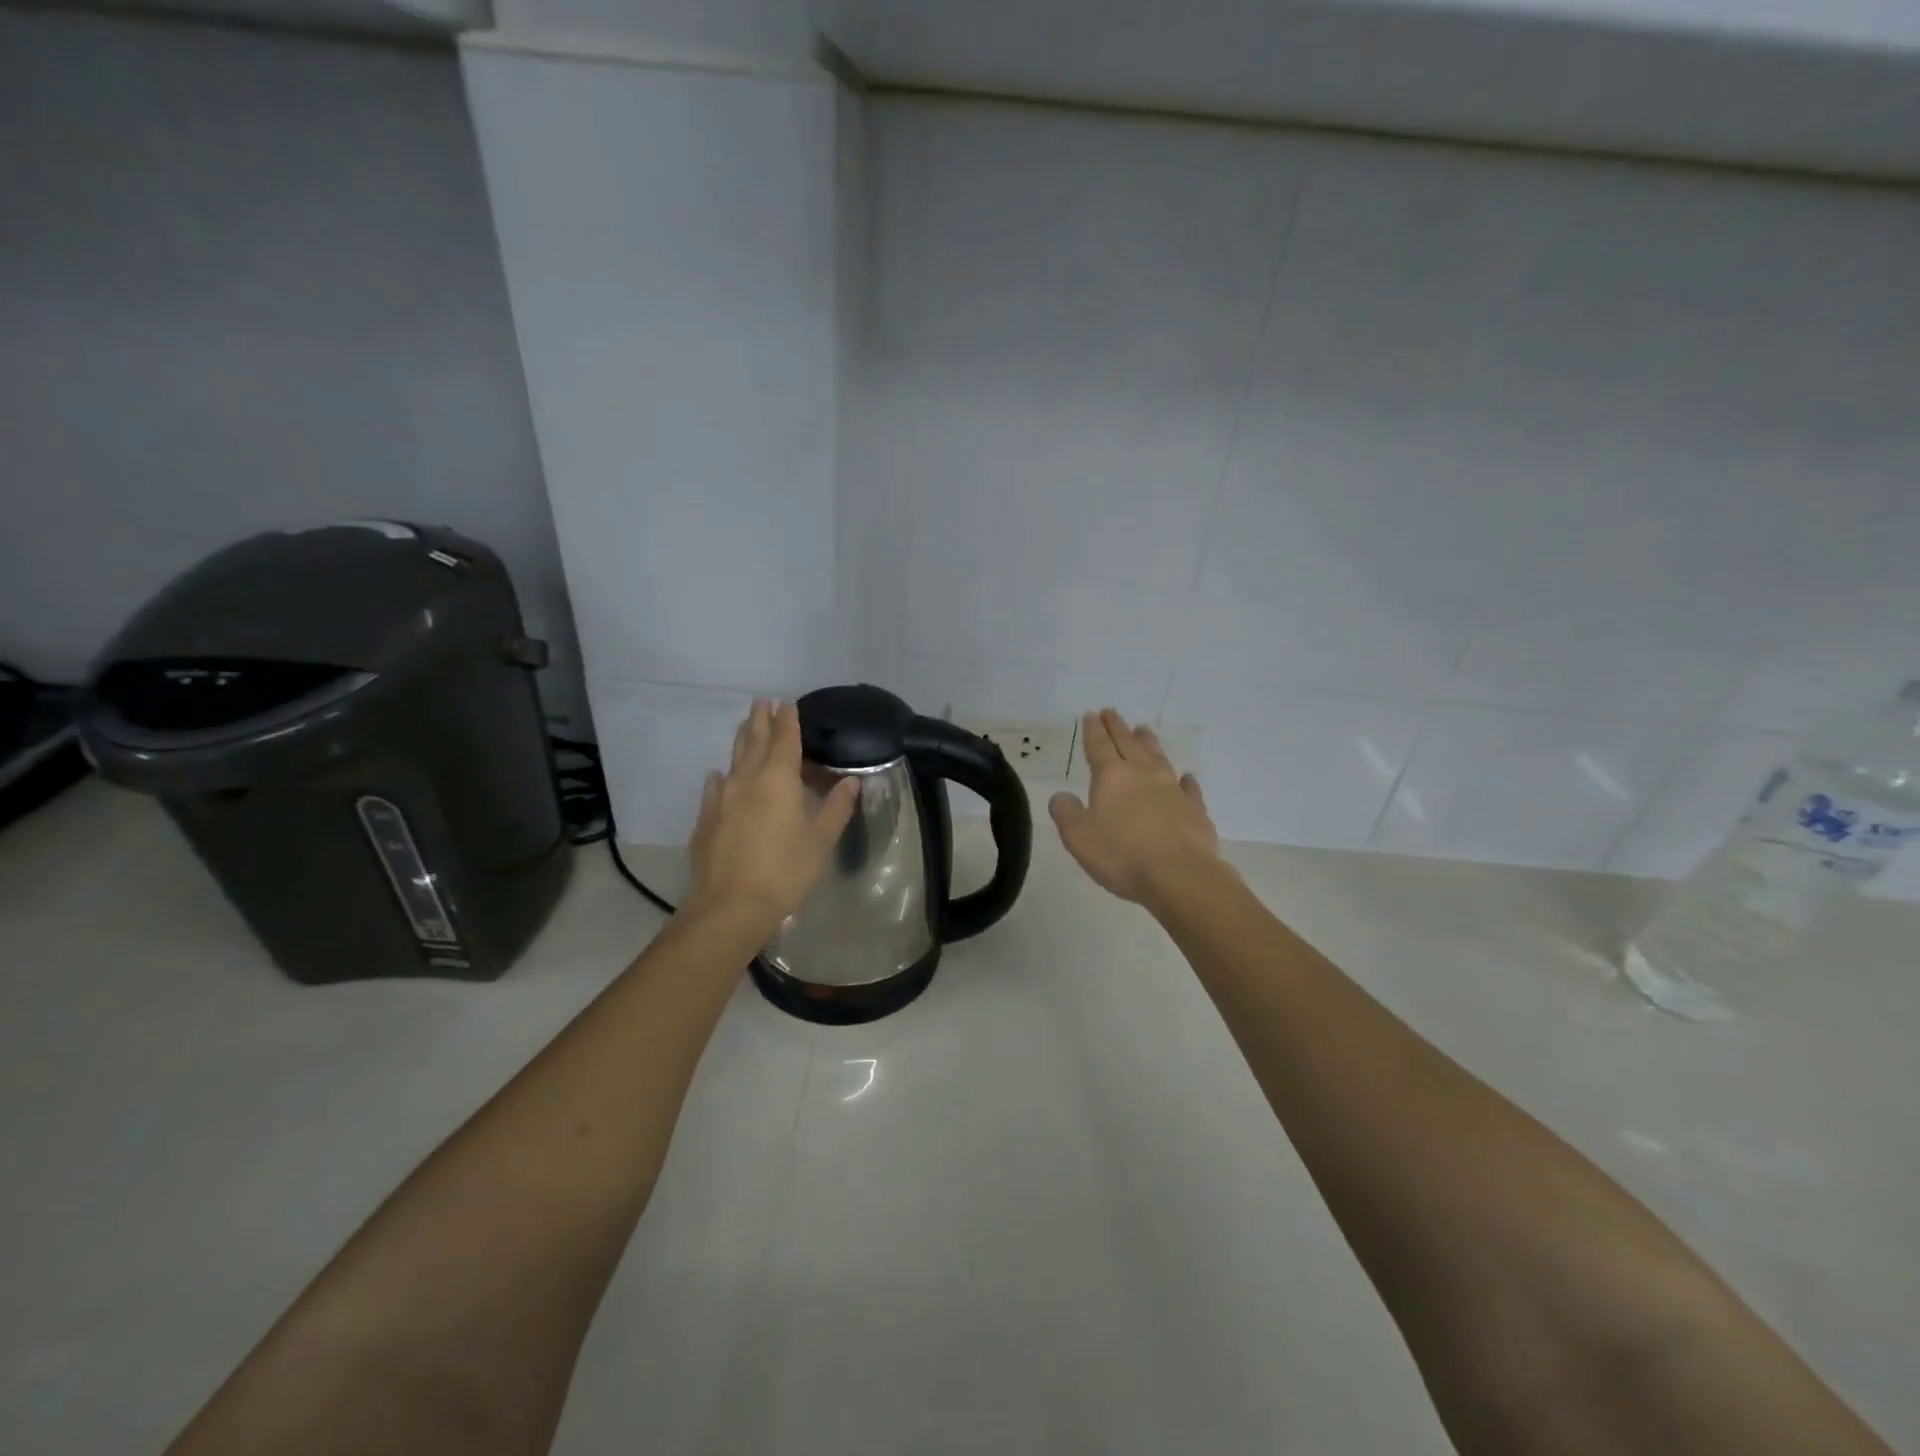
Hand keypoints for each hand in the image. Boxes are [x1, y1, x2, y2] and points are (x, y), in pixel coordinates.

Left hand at [685, 699, 860, 929]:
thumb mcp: (820, 841)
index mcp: (778, 780)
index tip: (787, 703)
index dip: (788, 721)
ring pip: (732, 761)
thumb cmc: (785, 871)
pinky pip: (714, 789)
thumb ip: (836, 807)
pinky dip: (721, 777)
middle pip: (753, 742)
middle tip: (762, 702)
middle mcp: (747, 781)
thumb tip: (851, 781)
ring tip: (744, 727)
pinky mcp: (706, 821)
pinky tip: (718, 776)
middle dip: (760, 721)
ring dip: (740, 741)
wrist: (730, 907)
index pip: (784, 740)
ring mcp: (721, 800)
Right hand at [1049, 709, 1222, 906]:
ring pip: (1158, 758)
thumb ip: (1066, 813)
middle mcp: (1143, 774)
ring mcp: (1172, 789)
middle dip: (1118, 727)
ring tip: (1143, 730)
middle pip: (1128, 743)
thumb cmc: (1122, 855)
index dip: (1093, 730)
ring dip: (1149, 743)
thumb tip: (1061, 796)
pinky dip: (1185, 780)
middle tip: (1112, 712)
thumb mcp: (1079, 837)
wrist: (1180, 875)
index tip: (1091, 714)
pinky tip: (1186, 778)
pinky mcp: (1195, 809)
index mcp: (1111, 777)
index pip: (1099, 746)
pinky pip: (1189, 788)